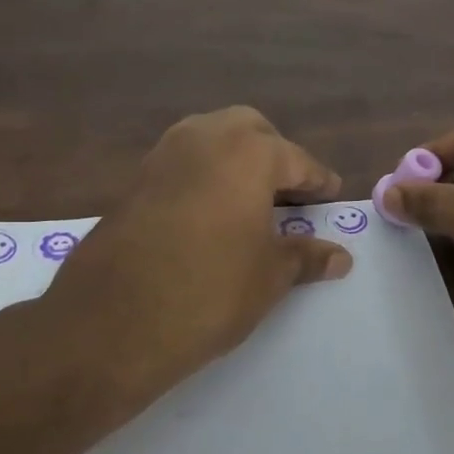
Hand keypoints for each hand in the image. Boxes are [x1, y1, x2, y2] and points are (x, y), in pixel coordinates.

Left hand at [45, 106, 352, 401]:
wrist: (112, 320)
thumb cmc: (209, 291)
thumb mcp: (268, 277)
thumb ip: (305, 257)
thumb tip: (340, 256)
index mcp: (248, 152)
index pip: (296, 160)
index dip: (318, 181)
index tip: (332, 195)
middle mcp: (205, 138)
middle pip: (251, 132)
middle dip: (274, 156)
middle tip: (289, 195)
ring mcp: (163, 155)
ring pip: (211, 140)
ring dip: (235, 160)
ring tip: (251, 203)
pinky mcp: (135, 180)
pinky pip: (182, 163)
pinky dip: (204, 175)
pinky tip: (210, 213)